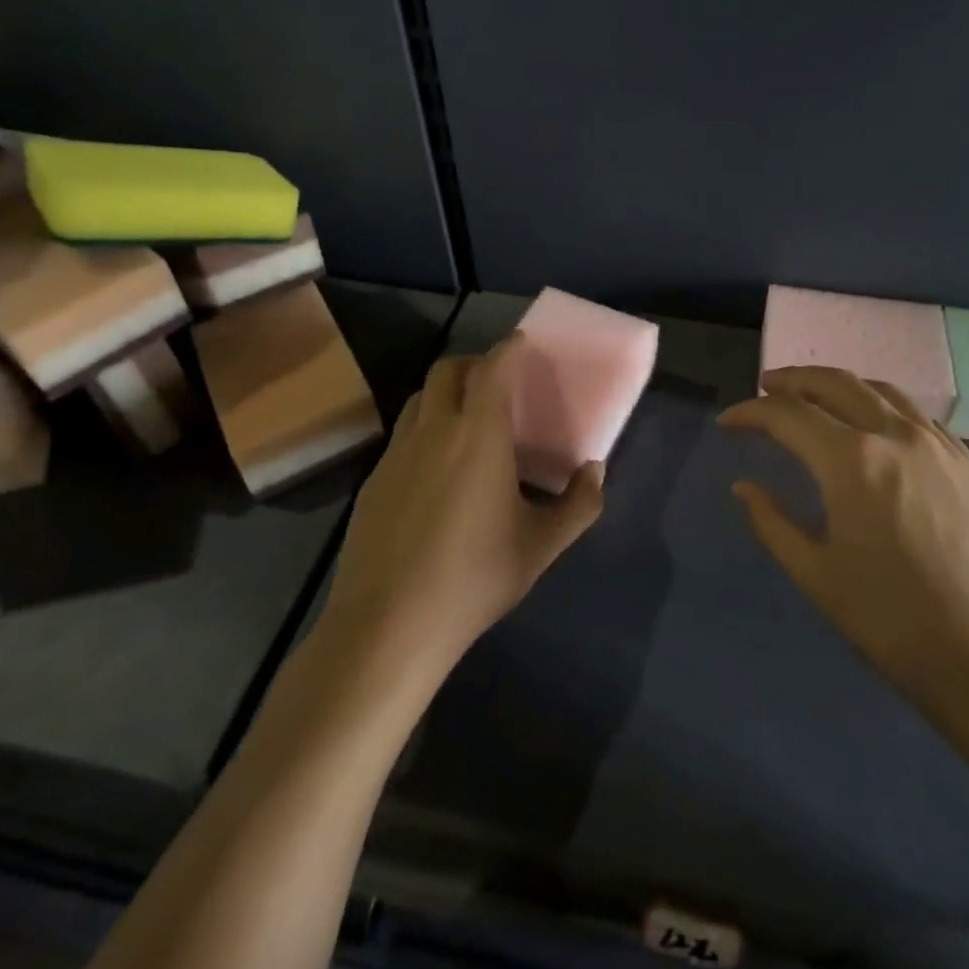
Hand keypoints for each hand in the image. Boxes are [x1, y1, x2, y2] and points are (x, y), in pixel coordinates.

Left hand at [324, 332, 605, 675]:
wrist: (389, 625)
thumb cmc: (475, 578)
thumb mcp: (540, 546)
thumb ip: (579, 505)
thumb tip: (595, 472)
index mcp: (478, 435)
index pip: (493, 369)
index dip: (509, 349)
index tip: (523, 343)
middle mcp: (433, 431)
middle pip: (447, 370)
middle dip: (475, 364)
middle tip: (498, 383)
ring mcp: (396, 454)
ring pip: (419, 398)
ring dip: (445, 392)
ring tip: (468, 420)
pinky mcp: (373, 481)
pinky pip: (403, 434)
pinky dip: (425, 428)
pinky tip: (437, 470)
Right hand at [718, 367, 968, 773]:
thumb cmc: (897, 625)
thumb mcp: (818, 577)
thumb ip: (773, 523)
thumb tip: (744, 487)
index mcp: (852, 460)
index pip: (788, 415)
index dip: (751, 412)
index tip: (728, 420)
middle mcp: (896, 435)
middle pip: (835, 383)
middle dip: (793, 381)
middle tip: (765, 388)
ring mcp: (940, 445)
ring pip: (881, 390)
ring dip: (839, 385)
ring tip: (815, 397)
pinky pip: (916, 415)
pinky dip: (881, 405)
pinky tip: (875, 428)